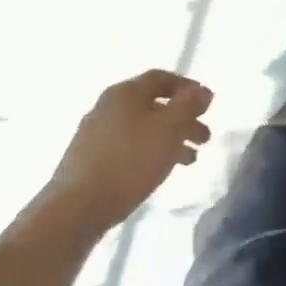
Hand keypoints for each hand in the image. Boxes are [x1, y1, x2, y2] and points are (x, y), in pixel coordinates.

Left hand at [55, 70, 212, 228]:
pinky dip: (151, 152)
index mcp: (125, 93)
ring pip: (143, 128)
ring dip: (171, 138)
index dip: (188, 87)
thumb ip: (189, 106)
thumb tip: (202, 91)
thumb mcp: (170, 128)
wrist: (77, 207)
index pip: (162, 78)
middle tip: (205, 138)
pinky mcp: (90, 159)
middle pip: (154, 105)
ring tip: (190, 160)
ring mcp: (96, 133)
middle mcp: (108, 107)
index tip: (208, 104)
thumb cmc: (130, 160)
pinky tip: (160, 170)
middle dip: (184, 118)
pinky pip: (129, 147)